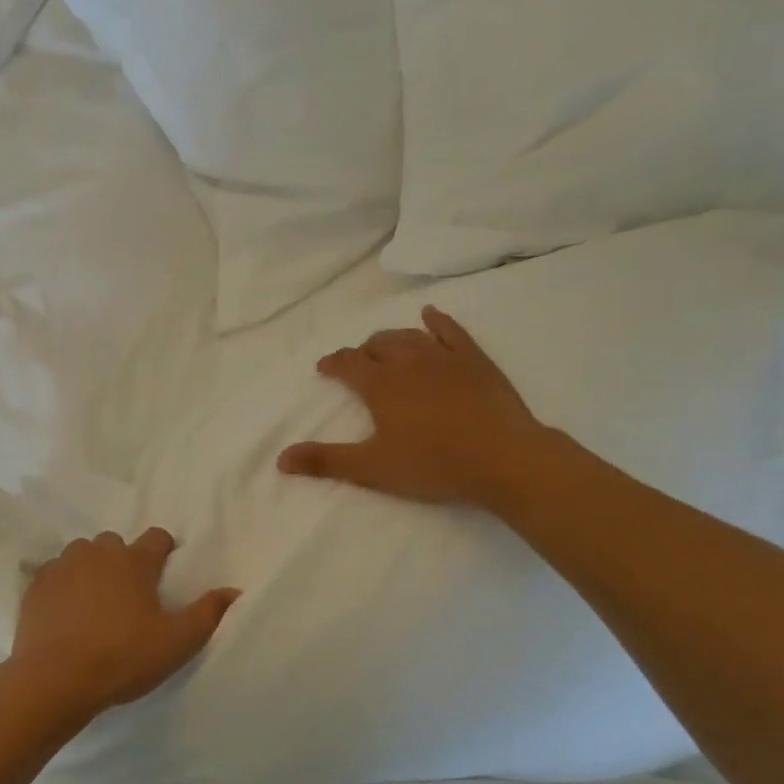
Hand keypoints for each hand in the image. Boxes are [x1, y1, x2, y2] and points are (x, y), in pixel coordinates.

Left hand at [8, 528, 239, 722]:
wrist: (55, 678)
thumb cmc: (123, 657)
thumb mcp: (177, 642)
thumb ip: (208, 613)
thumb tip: (234, 590)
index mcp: (134, 561)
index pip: (157, 537)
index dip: (164, 551)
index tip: (164, 572)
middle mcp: (98, 552)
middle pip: (116, 544)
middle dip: (123, 561)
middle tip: (128, 596)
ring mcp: (63, 565)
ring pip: (82, 554)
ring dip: (91, 569)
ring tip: (94, 602)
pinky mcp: (36, 584)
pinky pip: (54, 573)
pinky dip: (62, 585)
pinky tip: (65, 611)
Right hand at [278, 305, 555, 509]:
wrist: (503, 458)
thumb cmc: (433, 464)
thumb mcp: (373, 468)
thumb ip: (326, 461)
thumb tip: (280, 459)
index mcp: (380, 384)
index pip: (348, 363)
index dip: (333, 363)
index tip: (325, 368)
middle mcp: (408, 361)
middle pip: (378, 345)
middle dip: (363, 352)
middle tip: (358, 365)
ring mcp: (444, 357)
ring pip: (409, 335)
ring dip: (392, 339)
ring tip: (385, 347)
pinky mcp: (475, 360)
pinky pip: (452, 331)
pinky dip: (437, 321)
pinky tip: (430, 315)